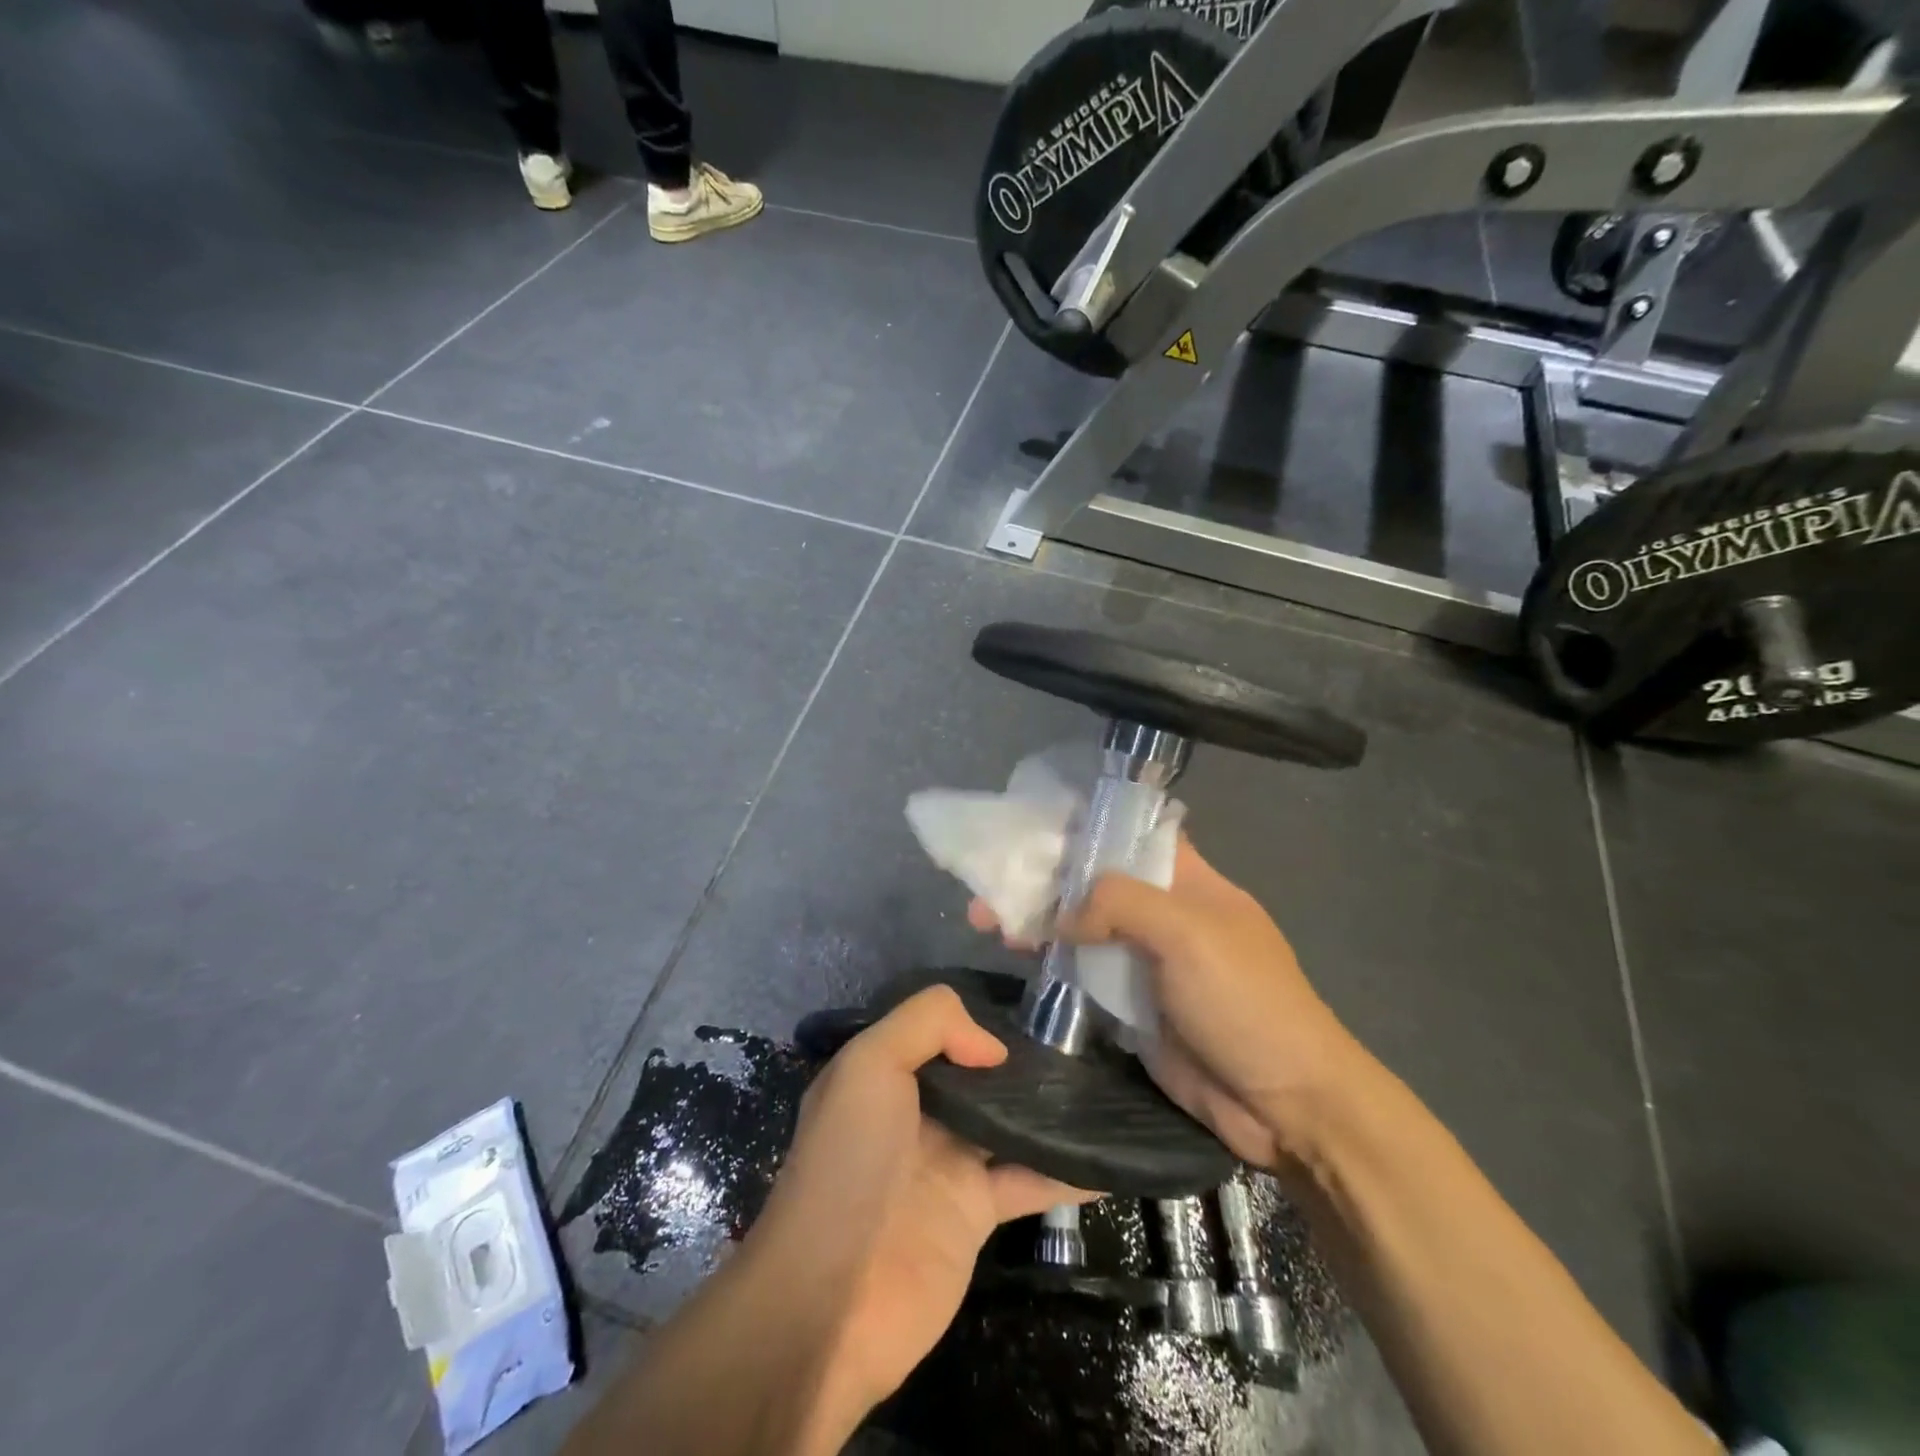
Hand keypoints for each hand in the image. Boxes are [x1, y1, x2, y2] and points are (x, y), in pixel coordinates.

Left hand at [741, 987, 1096, 1425]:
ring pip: (1009, 1123)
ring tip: (1107, 1085)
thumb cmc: (848, 1163)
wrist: (832, 1299)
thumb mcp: (870, 1064)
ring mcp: (948, 1164)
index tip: (1032, 1009)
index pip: (939, 1029)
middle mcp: (917, 1112)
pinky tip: (1112, 1159)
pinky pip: (1031, 1181)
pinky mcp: (976, 1214)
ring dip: (1052, 1110)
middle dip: (1023, 1058)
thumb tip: (992, 1047)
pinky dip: (1069, 1171)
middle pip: (979, 1075)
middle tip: (1084, 1041)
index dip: (979, 1018)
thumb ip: (929, 1023)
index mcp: (885, 1073)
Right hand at [969, 836, 1367, 1171]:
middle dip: (1044, 876)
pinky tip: (1013, 956)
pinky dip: (1048, 964)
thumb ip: (1121, 904)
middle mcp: (1162, 912)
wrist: (1283, 1105)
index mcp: (1187, 879)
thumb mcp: (1189, 933)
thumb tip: (1064, 915)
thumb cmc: (1246, 1000)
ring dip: (1037, 920)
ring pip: (1081, 927)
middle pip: (1094, 881)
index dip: (1085, 822)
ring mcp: (1144, 961)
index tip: (1031, 819)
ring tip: (984, 919)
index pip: (1131, 832)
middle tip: (988, 880)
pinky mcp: (1129, 1005)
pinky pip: (1081, 974)